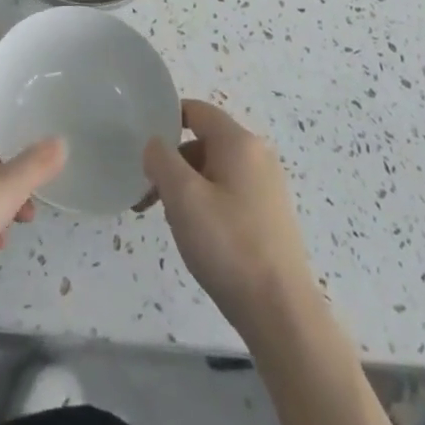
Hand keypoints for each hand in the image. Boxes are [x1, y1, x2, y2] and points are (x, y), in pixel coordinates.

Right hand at [142, 101, 321, 340]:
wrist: (282, 313)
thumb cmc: (228, 245)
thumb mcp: (183, 197)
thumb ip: (161, 159)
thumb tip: (156, 145)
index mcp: (239, 142)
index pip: (196, 110)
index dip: (166, 120)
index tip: (142, 147)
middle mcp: (258, 156)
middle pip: (203, 142)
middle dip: (173, 163)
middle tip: (149, 196)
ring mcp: (267, 188)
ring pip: (214, 171)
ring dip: (187, 188)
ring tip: (170, 222)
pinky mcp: (270, 217)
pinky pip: (229, 194)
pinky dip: (206, 204)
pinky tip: (198, 237)